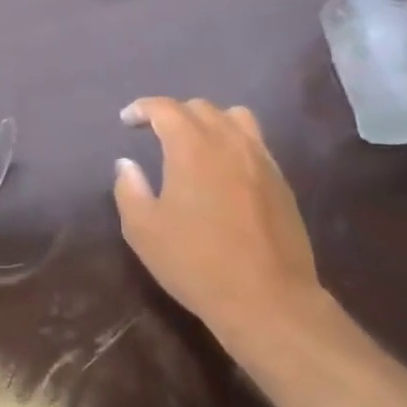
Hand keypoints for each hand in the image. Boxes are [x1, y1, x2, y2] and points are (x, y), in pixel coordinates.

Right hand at [113, 98, 322, 338]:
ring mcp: (261, 158)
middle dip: (174, 114)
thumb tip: (126, 164)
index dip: (143, 108)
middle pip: (200, 108)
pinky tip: (226, 170)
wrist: (268, 299)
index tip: (127, 120)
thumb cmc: (197, 262)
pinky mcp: (280, 180)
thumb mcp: (143, 230)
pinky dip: (234, 142)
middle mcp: (229, 140)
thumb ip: (129, 189)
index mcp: (192, 146)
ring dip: (210, 121)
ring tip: (196, 144)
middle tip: (156, 133)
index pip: (165, 108)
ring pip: (235, 118)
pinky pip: (255, 143)